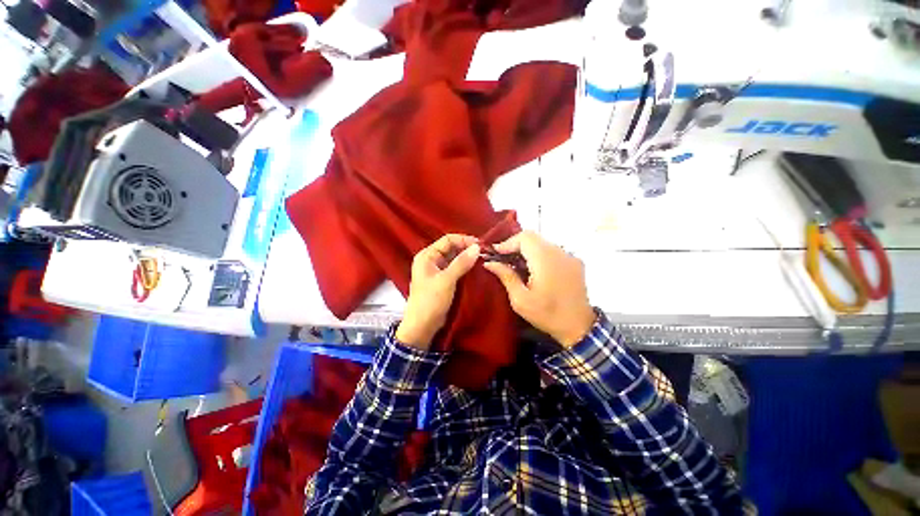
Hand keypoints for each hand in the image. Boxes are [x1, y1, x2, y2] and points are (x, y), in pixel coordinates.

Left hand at [395, 234, 480, 348]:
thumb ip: (461, 263)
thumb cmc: (430, 301)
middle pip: (451, 248)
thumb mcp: (446, 280)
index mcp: (427, 255)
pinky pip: (455, 268)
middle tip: (484, 252)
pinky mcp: (443, 279)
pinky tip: (476, 268)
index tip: (481, 244)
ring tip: (483, 259)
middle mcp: (431, 260)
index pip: (448, 240)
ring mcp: (437, 270)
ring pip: (454, 258)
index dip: (464, 240)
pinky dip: (465, 267)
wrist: (422, 326)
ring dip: (467, 258)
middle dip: (467, 248)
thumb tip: (477, 247)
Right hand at [483, 231, 594, 347]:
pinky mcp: (575, 262)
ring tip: (516, 263)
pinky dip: (539, 254)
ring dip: (527, 249)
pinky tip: (533, 268)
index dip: (508, 242)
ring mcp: (569, 256)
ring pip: (543, 242)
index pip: (525, 238)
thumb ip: (506, 276)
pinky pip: (553, 250)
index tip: (495, 253)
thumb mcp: (521, 300)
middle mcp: (560, 253)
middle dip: (515, 244)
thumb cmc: (547, 315)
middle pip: (534, 237)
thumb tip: (489, 263)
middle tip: (503, 257)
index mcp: (546, 261)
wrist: (580, 328)